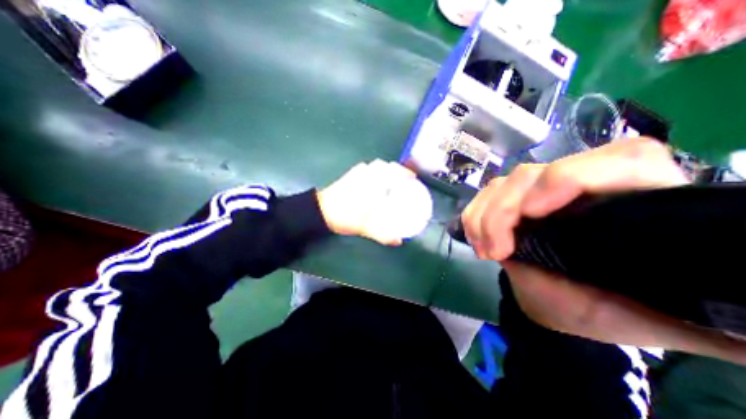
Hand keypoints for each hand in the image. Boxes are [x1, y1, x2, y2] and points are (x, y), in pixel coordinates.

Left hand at [314, 159, 421, 244]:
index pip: (392, 171)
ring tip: (391, 181)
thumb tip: (398, 241)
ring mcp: (356, 173)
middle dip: (396, 170)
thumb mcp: (366, 228)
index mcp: (373, 183)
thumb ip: (383, 235)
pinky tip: (375, 182)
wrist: (320, 212)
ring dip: (384, 170)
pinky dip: (373, 172)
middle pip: (384, 165)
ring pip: (374, 166)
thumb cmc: (344, 217)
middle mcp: (366, 174)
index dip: (405, 172)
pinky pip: (365, 169)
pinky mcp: (349, 175)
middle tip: (403, 181)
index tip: (413, 178)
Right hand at [458, 137, 745, 363]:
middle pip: (534, 173)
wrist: (559, 303)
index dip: (569, 178)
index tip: (533, 214)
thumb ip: (718, 312)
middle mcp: (582, 186)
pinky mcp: (510, 199)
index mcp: (638, 202)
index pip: (618, 160)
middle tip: (497, 252)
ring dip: (484, 216)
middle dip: (505, 211)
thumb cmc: (610, 310)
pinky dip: (474, 215)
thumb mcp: (662, 318)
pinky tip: (476, 240)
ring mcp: (538, 191)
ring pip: (503, 183)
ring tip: (485, 251)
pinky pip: (484, 195)